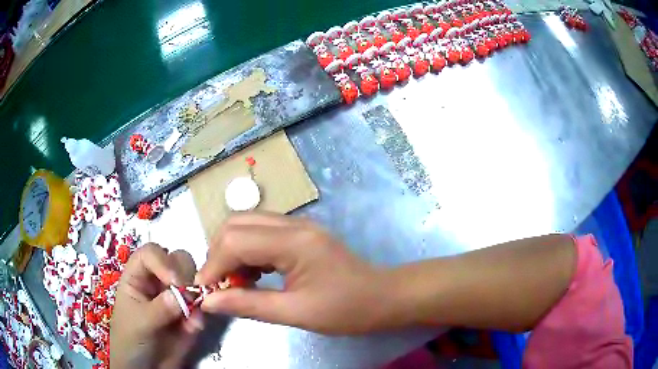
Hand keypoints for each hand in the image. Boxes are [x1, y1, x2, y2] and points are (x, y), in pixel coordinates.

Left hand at [111, 244, 203, 368]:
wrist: (146, 368)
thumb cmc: (131, 340)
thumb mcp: (139, 323)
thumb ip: (159, 308)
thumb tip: (182, 295)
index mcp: (138, 276)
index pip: (151, 253)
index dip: (164, 261)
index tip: (176, 282)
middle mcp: (157, 281)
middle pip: (176, 260)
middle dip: (186, 274)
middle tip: (189, 295)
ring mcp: (175, 297)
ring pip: (193, 280)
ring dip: (197, 293)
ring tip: (191, 316)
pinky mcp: (189, 315)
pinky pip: (201, 307)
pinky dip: (201, 315)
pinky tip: (194, 329)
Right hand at [195, 213, 405, 334]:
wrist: (383, 298)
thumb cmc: (347, 309)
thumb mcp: (296, 313)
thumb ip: (248, 305)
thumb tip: (209, 301)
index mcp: (293, 241)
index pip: (235, 240)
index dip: (213, 265)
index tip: (204, 291)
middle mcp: (292, 224)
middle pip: (237, 224)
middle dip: (219, 253)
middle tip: (218, 285)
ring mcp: (297, 226)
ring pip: (247, 226)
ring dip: (231, 252)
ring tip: (233, 283)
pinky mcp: (299, 235)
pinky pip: (261, 235)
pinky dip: (247, 252)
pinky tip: (252, 276)